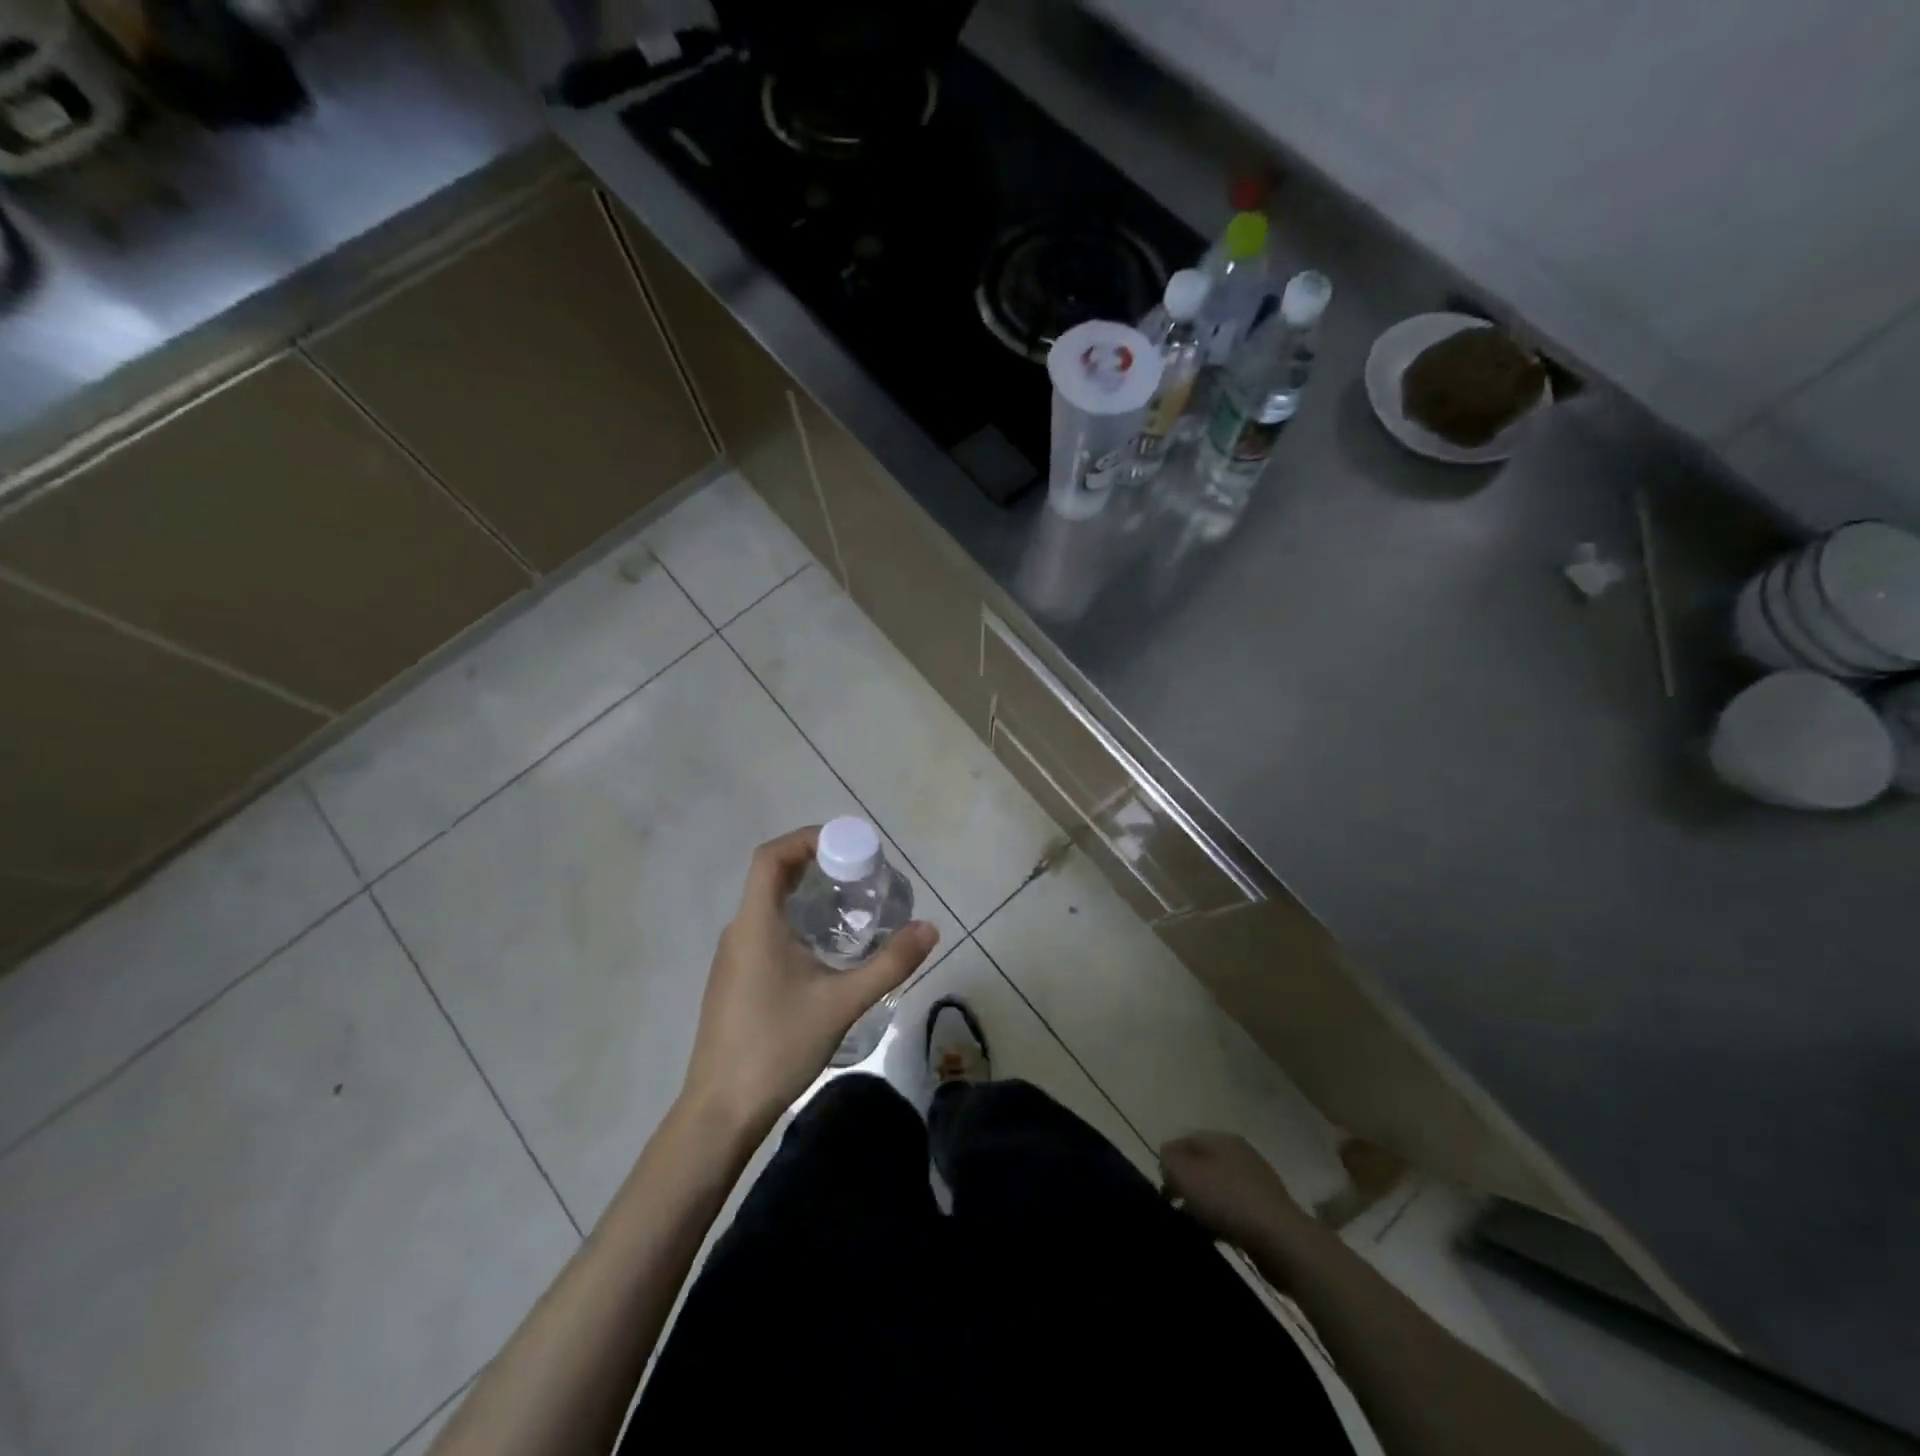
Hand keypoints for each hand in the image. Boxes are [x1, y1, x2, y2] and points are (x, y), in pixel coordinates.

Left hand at [680, 827, 937, 1140]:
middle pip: (772, 877)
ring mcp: (733, 957)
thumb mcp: (843, 1003)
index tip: (846, 845)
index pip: (771, 857)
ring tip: (851, 906)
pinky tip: (825, 950)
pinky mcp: (735, 980)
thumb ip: (889, 964)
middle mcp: (739, 931)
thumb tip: (929, 928)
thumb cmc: (778, 1046)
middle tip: (860, 873)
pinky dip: (796, 921)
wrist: (721, 1111)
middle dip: (816, 864)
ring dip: (806, 895)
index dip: (806, 838)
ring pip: (769, 906)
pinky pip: (766, 931)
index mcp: (755, 924)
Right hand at [1160, 1131, 1315, 1251]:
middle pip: (1203, 1164)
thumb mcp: (1185, 1174)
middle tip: (1173, 1207)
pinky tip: (1216, 1236)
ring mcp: (1258, 1183)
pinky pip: (1235, 1210)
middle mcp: (1241, 1154)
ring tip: (1193, 1225)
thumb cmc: (1227, 1200)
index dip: (1168, 1161)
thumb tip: (1168, 1160)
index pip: (1185, 1140)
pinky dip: (1222, 1220)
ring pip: (1219, 1188)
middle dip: (1186, 1184)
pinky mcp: (1269, 1212)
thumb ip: (1168, 1161)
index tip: (1160, 1188)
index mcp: (1222, 1138)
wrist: (1282, 1241)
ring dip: (1203, 1204)